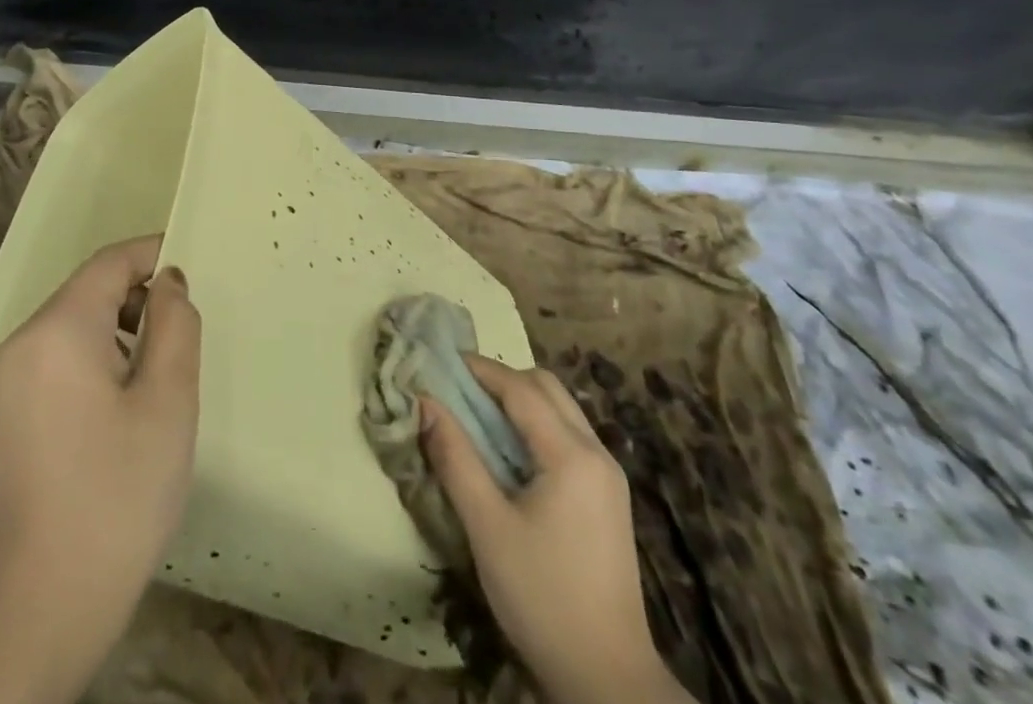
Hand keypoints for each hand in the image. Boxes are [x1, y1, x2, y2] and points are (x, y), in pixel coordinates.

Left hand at [0, 235, 201, 703]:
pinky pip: (51, 361)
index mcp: (57, 330)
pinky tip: (117, 408)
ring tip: (156, 375)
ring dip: (116, 332)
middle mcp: (19, 343)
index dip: (152, 255)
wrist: (36, 614)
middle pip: (87, 293)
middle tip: (182, 333)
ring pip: (69, 328)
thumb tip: (168, 283)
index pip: (109, 263)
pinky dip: (90, 360)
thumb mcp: (167, 404)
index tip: (191, 268)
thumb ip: (175, 327)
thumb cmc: (115, 498)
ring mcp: (2, 383)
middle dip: (136, 298)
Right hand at [420, 357, 693, 703]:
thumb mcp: (487, 527)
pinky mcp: (607, 498)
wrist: (609, 680)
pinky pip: (568, 436)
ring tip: (476, 416)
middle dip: (501, 378)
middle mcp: (597, 453)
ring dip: (519, 400)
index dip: (479, 368)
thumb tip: (424, 402)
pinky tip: (508, 452)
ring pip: (560, 409)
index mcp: (572, 455)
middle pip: (546, 388)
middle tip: (458, 388)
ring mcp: (608, 476)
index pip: (521, 388)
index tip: (440, 360)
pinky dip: (535, 425)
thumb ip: (454, 457)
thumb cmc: (542, 598)